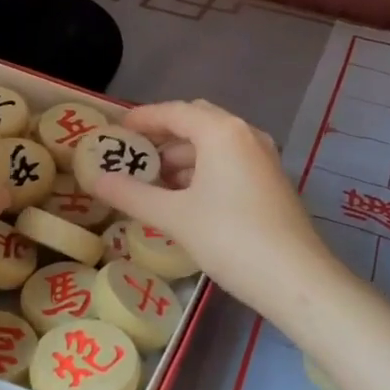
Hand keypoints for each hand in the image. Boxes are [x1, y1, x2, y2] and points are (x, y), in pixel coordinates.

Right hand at [88, 99, 336, 319]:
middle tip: (134, 155)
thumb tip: (94, 180)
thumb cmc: (229, 238)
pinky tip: (186, 198)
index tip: (116, 129)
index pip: (174, 111)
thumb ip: (131, 194)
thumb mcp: (174, 216)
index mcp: (222, 131)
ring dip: (183, 157)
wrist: (295, 278)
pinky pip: (230, 162)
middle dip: (163, 136)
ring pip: (215, 145)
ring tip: (153, 183)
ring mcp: (264, 158)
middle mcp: (246, 134)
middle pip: (197, 122)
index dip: (142, 118)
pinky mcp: (272, 181)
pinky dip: (204, 171)